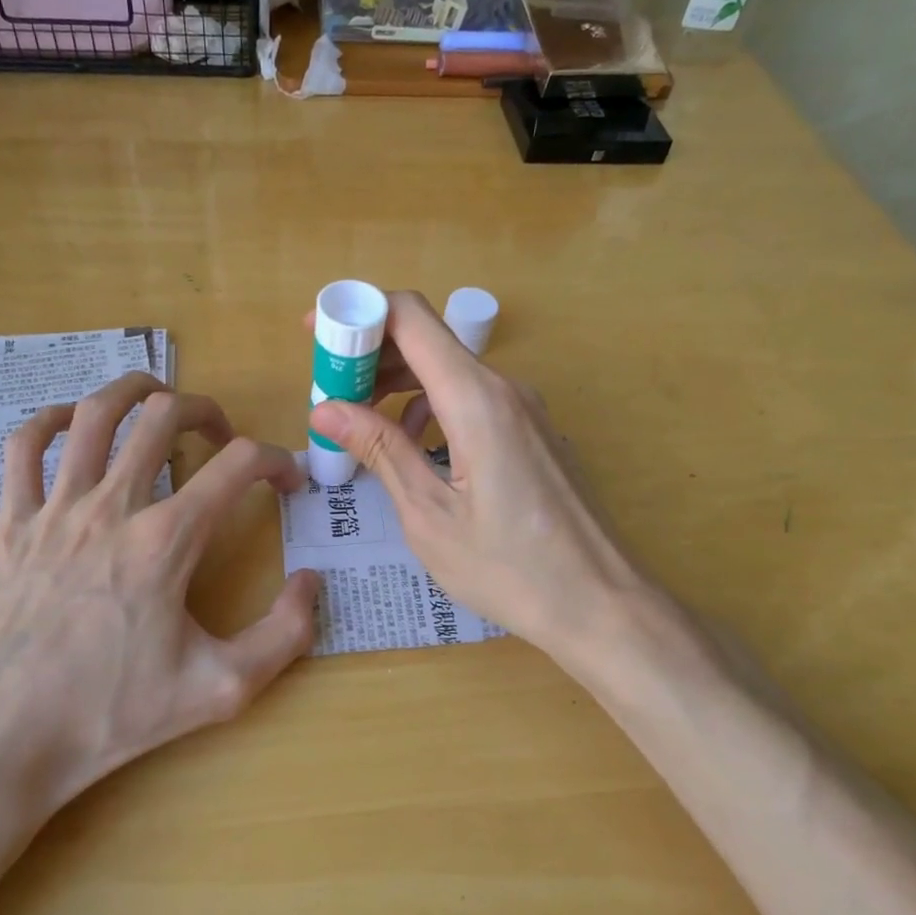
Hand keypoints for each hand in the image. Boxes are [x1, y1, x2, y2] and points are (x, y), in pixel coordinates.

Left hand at [0, 373, 319, 833]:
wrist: (0, 739)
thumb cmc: (110, 715)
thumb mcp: (220, 689)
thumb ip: (284, 635)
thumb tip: (310, 581)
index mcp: (167, 540)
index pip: (239, 465)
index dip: (277, 460)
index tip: (288, 482)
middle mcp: (112, 506)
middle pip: (165, 417)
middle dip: (207, 411)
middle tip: (223, 437)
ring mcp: (55, 508)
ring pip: (95, 414)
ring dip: (134, 392)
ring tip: (159, 399)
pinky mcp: (11, 522)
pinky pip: (24, 447)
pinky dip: (52, 421)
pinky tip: (72, 427)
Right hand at [307, 293, 667, 663]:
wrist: (599, 603)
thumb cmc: (508, 567)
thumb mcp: (428, 513)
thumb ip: (380, 449)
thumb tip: (326, 409)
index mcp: (476, 399)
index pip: (410, 317)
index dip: (357, 312)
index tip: (316, 336)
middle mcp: (505, 388)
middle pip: (428, 340)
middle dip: (371, 356)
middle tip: (330, 393)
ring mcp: (526, 408)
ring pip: (451, 370)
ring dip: (400, 385)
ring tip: (363, 424)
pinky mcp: (534, 431)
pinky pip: (474, 398)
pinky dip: (433, 406)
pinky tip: (418, 447)